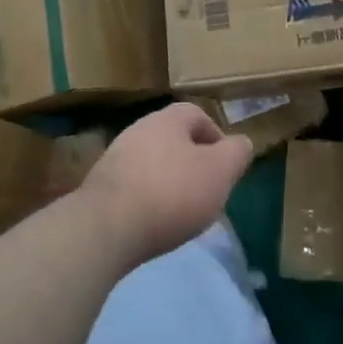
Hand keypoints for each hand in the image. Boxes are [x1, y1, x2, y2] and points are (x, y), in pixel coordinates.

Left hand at [83, 103, 253, 264]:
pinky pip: (134, 186)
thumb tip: (241, 142)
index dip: (216, 138)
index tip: (225, 167)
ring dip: (170, 182)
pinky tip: (155, 222)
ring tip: (183, 212)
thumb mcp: (220, 172)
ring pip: (154, 163)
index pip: (197, 115)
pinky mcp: (101, 186)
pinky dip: (149, 199)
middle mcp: (139, 129)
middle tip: (207, 191)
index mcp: (168, 119)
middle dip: (193, 163)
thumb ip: (236, 153)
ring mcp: (115, 157)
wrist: (106, 228)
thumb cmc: (172, 193)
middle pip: (174, 140)